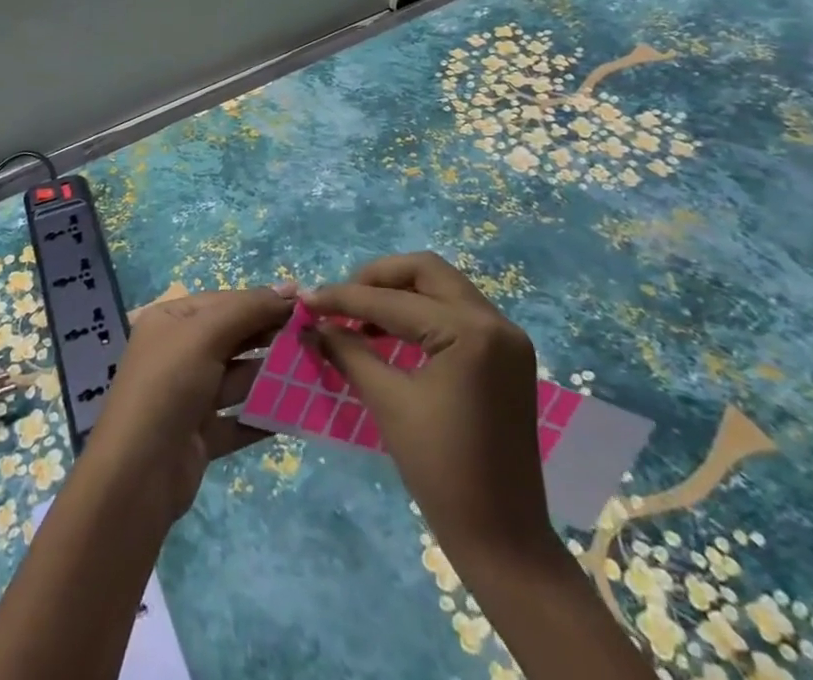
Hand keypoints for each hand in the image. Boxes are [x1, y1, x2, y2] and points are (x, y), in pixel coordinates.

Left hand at [84, 285, 293, 520]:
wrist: (137, 475)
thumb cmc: (169, 385)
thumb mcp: (206, 335)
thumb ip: (248, 310)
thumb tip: (290, 287)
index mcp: (171, 320)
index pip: (224, 302)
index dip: (263, 301)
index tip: (306, 305)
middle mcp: (178, 352)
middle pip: (232, 338)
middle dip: (270, 337)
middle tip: (316, 339)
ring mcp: (189, 395)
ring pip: (238, 379)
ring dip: (272, 377)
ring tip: (314, 372)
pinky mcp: (200, 435)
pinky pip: (239, 418)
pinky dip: (264, 416)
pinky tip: (298, 414)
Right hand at [303, 253, 555, 576]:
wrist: (504, 541)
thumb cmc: (442, 471)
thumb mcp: (388, 403)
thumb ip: (348, 351)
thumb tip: (313, 324)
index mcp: (470, 331)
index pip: (393, 301)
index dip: (344, 298)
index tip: (306, 299)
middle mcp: (495, 322)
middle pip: (425, 271)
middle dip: (377, 278)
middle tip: (341, 300)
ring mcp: (506, 338)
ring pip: (442, 286)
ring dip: (399, 292)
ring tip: (359, 315)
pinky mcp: (506, 356)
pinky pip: (456, 312)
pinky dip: (421, 312)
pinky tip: (390, 332)